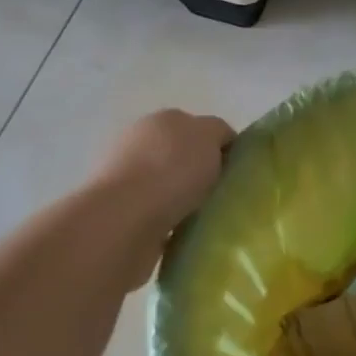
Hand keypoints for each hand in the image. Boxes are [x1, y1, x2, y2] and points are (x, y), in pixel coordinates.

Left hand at [91, 109, 233, 257]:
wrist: (122, 220)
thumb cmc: (171, 170)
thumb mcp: (208, 136)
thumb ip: (218, 133)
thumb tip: (217, 145)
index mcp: (162, 119)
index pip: (199, 128)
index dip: (221, 147)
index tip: (236, 171)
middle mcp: (139, 143)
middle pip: (182, 156)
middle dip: (200, 174)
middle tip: (223, 196)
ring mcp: (125, 179)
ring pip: (167, 188)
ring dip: (183, 201)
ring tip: (205, 220)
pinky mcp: (118, 214)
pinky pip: (156, 218)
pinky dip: (169, 225)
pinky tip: (183, 235)